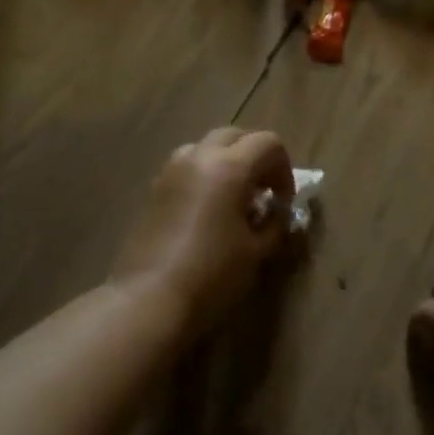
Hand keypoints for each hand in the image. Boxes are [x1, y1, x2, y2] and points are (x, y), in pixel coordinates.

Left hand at [111, 128, 294, 328]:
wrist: (149, 297)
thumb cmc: (212, 273)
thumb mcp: (257, 250)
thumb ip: (274, 222)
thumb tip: (276, 211)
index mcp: (229, 166)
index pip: (268, 143)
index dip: (284, 169)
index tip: (283, 201)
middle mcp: (199, 156)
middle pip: (236, 136)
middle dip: (256, 157)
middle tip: (263, 192)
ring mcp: (172, 170)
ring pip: (207, 147)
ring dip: (228, 162)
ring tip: (235, 199)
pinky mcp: (155, 188)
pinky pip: (188, 166)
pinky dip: (205, 175)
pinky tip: (209, 211)